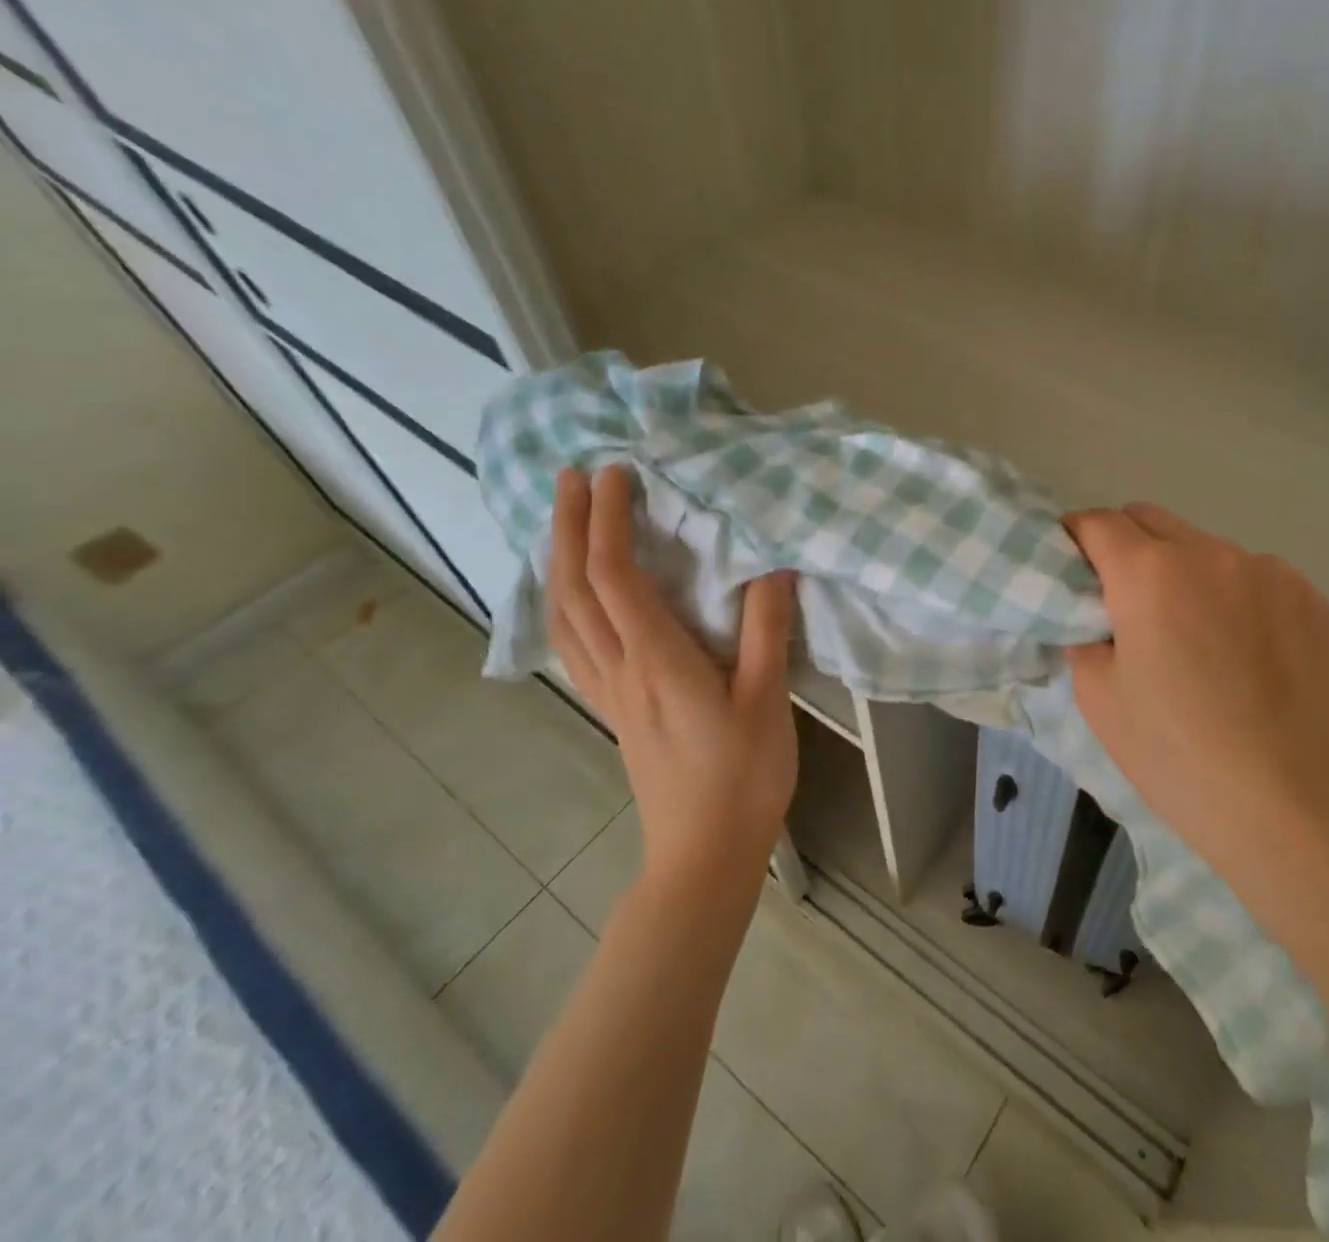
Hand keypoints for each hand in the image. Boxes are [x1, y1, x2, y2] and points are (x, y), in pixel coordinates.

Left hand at [548, 466, 796, 889]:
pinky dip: (562, 602)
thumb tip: (772, 564)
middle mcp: (619, 669)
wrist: (704, 853)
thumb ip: (766, 629)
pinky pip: (572, 642)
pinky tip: (572, 594)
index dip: (608, 521)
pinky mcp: (613, 708)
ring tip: (564, 522)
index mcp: (657, 660)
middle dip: (568, 527)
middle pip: (574, 588)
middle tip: (571, 478)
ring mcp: (608, 691)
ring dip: (557, 561)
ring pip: (563, 616)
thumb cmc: (743, 776)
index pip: (616, 576)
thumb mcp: (767, 699)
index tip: (616, 475)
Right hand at [1064, 503, 1328, 871]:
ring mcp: (1267, 570)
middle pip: (1150, 519)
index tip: (1073, 565)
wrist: (1287, 803)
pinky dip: (1235, 594)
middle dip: (1126, 546)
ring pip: (1204, 547)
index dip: (1076, 538)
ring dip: (1185, 571)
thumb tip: (1097, 616)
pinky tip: (1246, 648)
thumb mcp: (1098, 697)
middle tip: (1126, 601)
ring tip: (1197, 634)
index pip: (1098, 522)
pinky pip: (1254, 575)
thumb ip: (1084, 635)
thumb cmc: (1175, 753)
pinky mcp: (1309, 596)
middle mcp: (1209, 553)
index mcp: (1148, 573)